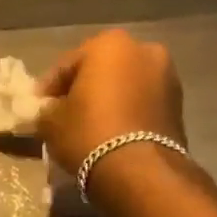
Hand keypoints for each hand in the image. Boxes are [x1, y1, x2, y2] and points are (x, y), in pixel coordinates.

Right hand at [35, 29, 186, 176]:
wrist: (142, 172)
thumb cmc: (90, 134)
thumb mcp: (52, 122)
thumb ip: (46, 109)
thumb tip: (50, 110)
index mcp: (110, 44)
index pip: (67, 64)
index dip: (49, 88)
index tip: (38, 107)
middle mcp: (144, 50)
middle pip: (101, 70)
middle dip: (83, 89)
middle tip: (63, 114)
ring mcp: (167, 76)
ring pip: (125, 86)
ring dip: (108, 100)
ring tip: (89, 126)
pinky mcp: (179, 105)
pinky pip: (142, 103)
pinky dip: (127, 112)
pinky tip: (112, 133)